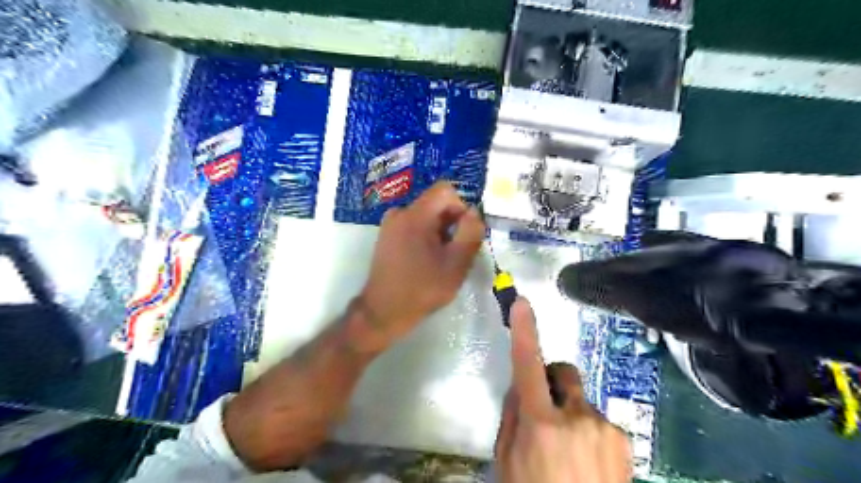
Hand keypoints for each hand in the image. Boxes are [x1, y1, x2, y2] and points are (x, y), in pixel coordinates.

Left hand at [356, 179, 483, 350]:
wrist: (383, 312)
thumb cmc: (422, 289)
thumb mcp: (456, 264)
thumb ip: (471, 233)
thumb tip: (474, 211)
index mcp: (415, 215)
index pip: (446, 190)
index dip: (461, 207)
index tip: (463, 234)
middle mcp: (400, 213)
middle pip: (436, 203)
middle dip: (451, 223)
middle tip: (453, 253)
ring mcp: (390, 224)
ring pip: (427, 216)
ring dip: (440, 233)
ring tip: (439, 260)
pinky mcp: (387, 235)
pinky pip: (414, 225)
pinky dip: (426, 237)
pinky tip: (425, 261)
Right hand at [495, 299, 630, 482]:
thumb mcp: (507, 463)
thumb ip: (512, 418)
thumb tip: (520, 387)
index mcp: (541, 424)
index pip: (528, 366)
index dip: (525, 332)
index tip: (522, 303)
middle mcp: (577, 417)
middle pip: (563, 372)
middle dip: (552, 381)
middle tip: (545, 410)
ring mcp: (605, 427)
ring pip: (580, 400)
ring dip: (570, 412)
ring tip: (569, 452)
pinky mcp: (624, 439)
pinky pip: (598, 419)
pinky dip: (589, 430)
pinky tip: (588, 462)